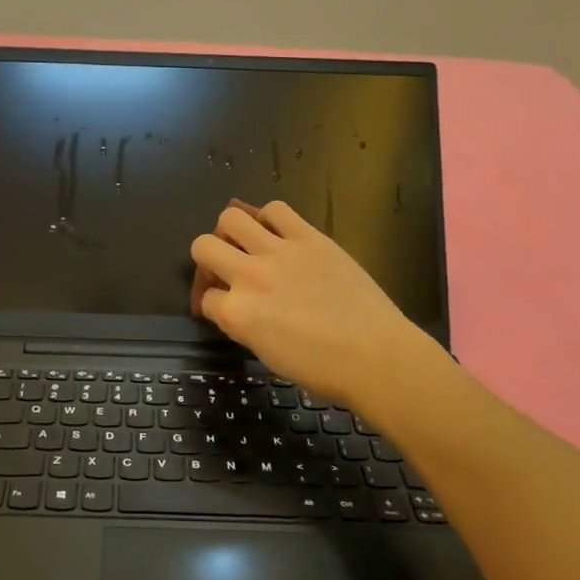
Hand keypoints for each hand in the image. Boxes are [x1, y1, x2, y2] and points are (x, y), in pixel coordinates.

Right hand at [190, 200, 441, 413]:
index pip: (206, 298)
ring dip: (232, 231)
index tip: (225, 307)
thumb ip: (243, 325)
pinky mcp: (309, 236)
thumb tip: (236, 308)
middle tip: (226, 268)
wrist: (376, 356)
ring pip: (231, 217)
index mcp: (237, 314)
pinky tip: (278, 233)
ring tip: (248, 242)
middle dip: (207, 259)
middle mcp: (249, 276)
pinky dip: (269, 218)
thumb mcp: (267, 355)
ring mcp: (278, 251)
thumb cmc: (322, 369)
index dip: (213, 303)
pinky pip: (276, 209)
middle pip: (203, 246)